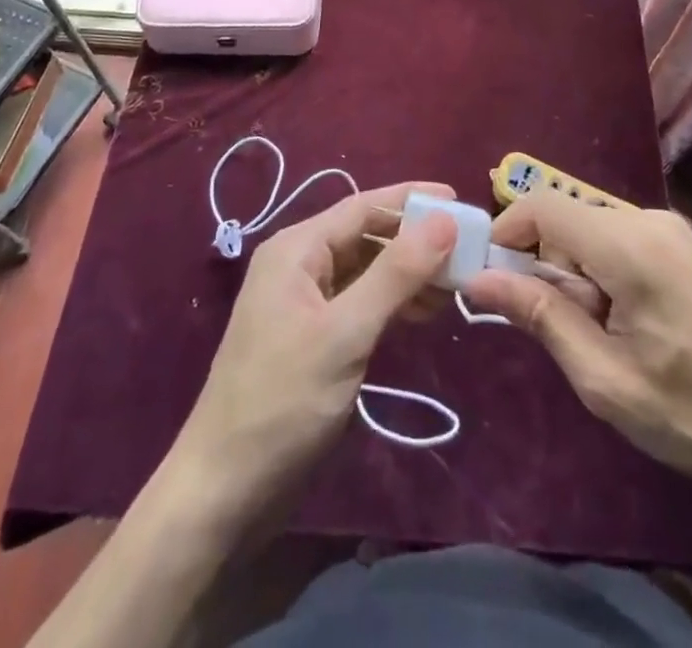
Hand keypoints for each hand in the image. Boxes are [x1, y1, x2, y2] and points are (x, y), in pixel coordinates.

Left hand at [171, 182, 456, 517]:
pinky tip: (423, 313)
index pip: (362, 207)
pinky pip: (359, 302)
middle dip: (414, 240)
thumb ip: (396, 273)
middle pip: (366, 236)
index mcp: (297, 249)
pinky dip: (392, 303)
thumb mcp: (346, 333)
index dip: (412, 201)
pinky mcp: (313, 337)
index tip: (460, 200)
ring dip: (408, 274)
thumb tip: (444, 219)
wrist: (223, 490)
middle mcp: (299, 265)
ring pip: (366, 270)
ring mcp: (304, 303)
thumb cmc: (283, 401)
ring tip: (455, 285)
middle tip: (467, 250)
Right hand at [463, 192, 691, 511]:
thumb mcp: (606, 379)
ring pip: (592, 232)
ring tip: (604, 338)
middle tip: (562, 331)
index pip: (541, 205)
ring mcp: (673, 230)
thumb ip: (540, 317)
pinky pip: (621, 242)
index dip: (506, 235)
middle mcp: (649, 219)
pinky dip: (605, 274)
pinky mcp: (687, 247)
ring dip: (576, 275)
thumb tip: (478, 279)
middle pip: (566, 219)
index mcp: (629, 244)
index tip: (495, 285)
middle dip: (546, 266)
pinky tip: (632, 326)